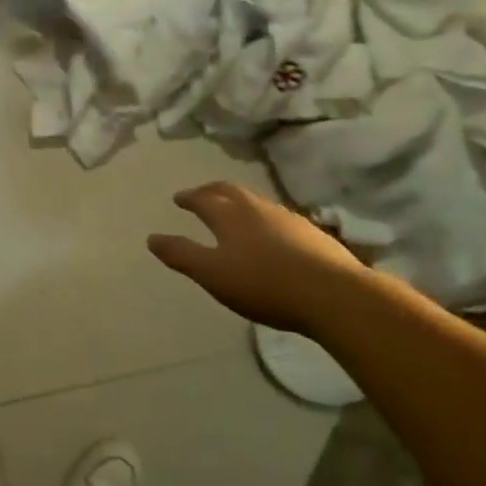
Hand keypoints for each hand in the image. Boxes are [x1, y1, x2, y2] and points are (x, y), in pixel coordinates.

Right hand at [148, 182, 371, 335]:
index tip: (178, 198)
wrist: (334, 295)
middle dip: (212, 190)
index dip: (189, 198)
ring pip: (256, 202)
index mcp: (229, 215)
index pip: (203, 198)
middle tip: (202, 194)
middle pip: (230, 191)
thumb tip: (151, 238)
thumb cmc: (264, 284)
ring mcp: (288, 218)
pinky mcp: (312, 234)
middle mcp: (257, 208)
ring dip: (239, 203)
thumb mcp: (213, 274)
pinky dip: (263, 219)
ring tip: (233, 212)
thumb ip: (181, 255)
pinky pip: (278, 218)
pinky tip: (270, 235)